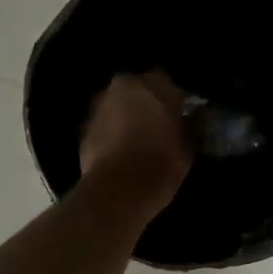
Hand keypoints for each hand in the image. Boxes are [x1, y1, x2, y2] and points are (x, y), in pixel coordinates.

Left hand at [79, 71, 193, 213]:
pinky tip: (123, 152)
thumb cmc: (161, 162)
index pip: (167, 82)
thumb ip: (186, 125)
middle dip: (148, 104)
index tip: (182, 115)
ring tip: (140, 140)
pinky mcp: (84, 130)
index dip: (175, 99)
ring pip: (118, 106)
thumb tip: (186, 121)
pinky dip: (113, 134)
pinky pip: (105, 126)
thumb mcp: (188, 144)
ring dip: (128, 118)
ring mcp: (99, 107)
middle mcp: (121, 87)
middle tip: (160, 126)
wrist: (118, 190)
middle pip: (138, 91)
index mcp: (151, 84)